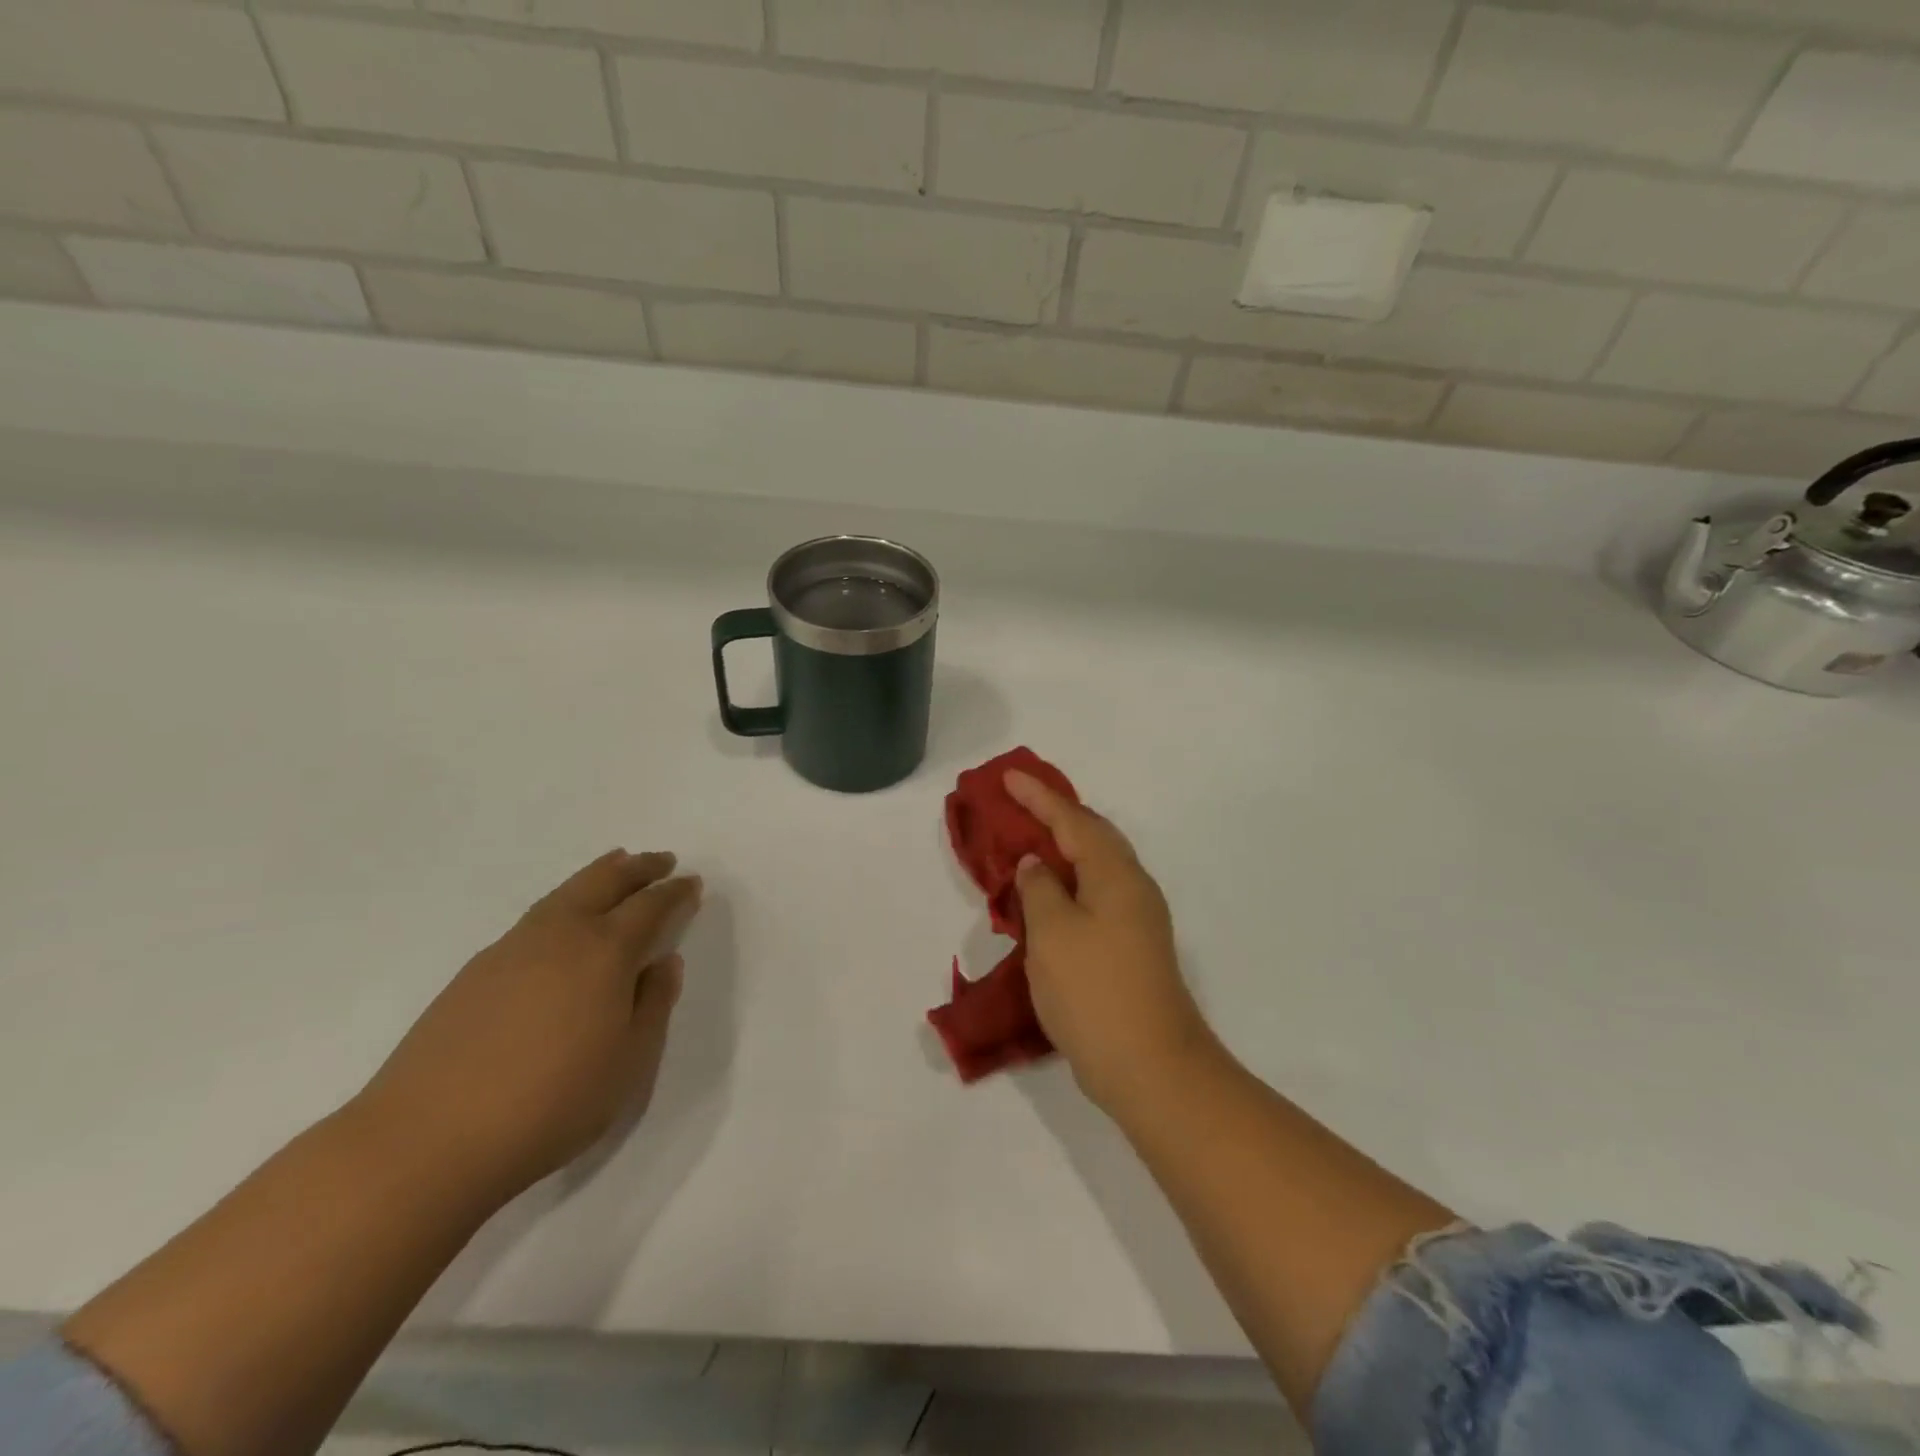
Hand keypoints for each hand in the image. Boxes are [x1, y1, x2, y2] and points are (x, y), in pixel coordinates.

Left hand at [356, 850, 702, 1202]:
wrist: (426, 1142)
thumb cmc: (550, 1104)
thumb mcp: (629, 1063)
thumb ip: (653, 1005)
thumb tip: (663, 962)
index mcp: (606, 952)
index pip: (650, 906)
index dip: (675, 893)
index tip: (692, 883)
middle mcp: (560, 935)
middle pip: (605, 881)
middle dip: (639, 867)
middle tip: (662, 860)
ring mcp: (512, 948)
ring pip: (565, 893)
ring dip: (599, 875)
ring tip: (616, 867)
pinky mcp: (476, 971)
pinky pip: (536, 917)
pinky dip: (563, 902)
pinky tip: (563, 924)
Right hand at [1006, 772, 1214, 1114]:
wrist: (1151, 1068)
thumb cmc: (1095, 992)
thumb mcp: (1053, 934)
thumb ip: (1040, 890)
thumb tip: (1036, 865)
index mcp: (1115, 875)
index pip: (1073, 820)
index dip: (1039, 796)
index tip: (1008, 776)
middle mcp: (1133, 888)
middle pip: (1092, 836)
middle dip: (1055, 815)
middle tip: (1019, 802)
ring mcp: (1137, 919)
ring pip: (1095, 866)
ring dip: (1062, 849)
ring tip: (1029, 841)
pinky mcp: (1132, 947)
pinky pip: (1095, 894)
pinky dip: (1069, 882)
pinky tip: (1048, 895)